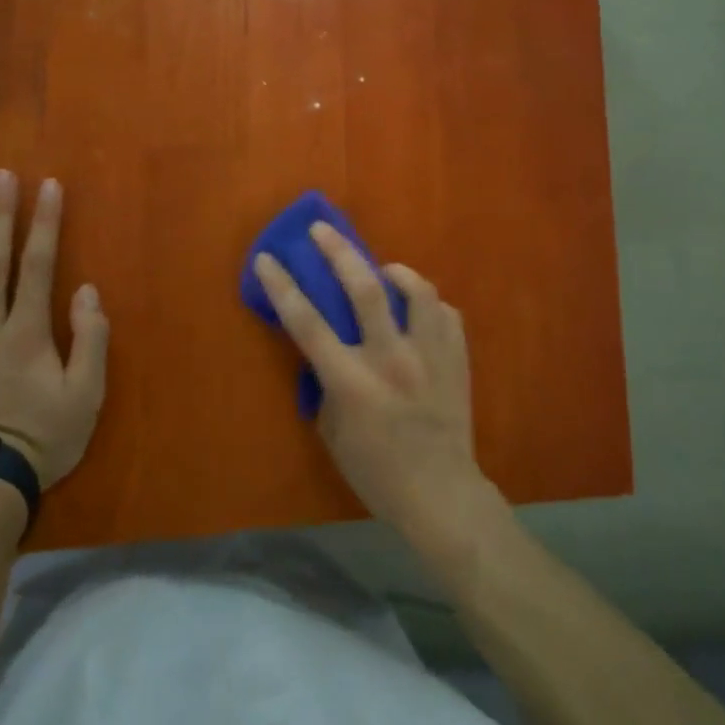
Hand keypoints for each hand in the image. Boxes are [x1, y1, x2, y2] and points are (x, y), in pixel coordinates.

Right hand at [252, 223, 487, 534]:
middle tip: (322, 230)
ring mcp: (430, 355)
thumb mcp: (332, 433)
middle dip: (338, 251)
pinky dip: (426, 304)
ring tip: (383, 271)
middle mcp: (391, 359)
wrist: (441, 494)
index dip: (283, 286)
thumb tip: (325, 352)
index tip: (267, 258)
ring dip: (394, 272)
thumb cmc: (377, 472)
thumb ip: (325, 386)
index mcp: (352, 382)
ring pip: (416, 290)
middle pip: (363, 289)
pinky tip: (417, 310)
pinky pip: (444, 313)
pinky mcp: (458, 358)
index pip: (308, 323)